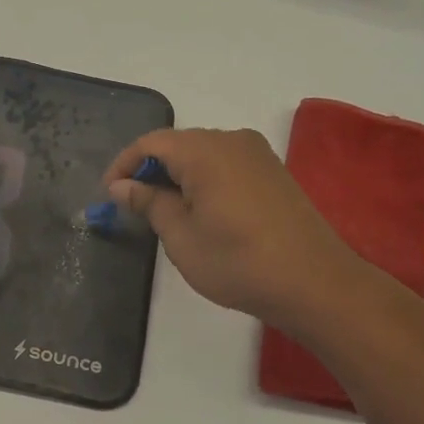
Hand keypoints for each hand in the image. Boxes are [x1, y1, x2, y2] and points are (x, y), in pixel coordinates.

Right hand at [104, 128, 359, 333]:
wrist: (314, 283)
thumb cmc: (237, 261)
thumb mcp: (181, 236)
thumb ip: (149, 203)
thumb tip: (122, 185)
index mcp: (205, 150)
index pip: (151, 143)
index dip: (124, 165)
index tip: (108, 195)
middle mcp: (232, 140)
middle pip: (178, 144)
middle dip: (151, 171)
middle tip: (133, 207)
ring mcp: (257, 154)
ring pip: (203, 154)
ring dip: (178, 177)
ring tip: (164, 213)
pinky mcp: (273, 172)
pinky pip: (226, 165)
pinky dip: (204, 181)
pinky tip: (201, 212)